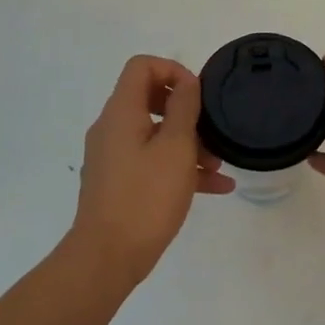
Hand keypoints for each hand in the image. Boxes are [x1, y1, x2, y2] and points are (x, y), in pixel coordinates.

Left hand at [72, 56, 231, 288]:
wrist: (106, 258)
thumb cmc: (146, 196)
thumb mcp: (176, 147)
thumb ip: (184, 108)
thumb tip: (187, 81)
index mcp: (121, 112)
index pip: (141, 66)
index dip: (172, 70)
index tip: (197, 94)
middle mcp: (111, 128)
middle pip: (149, 98)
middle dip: (185, 110)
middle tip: (210, 126)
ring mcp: (112, 157)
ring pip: (153, 134)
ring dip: (187, 143)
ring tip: (218, 165)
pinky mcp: (117, 184)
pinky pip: (151, 162)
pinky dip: (178, 167)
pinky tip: (215, 186)